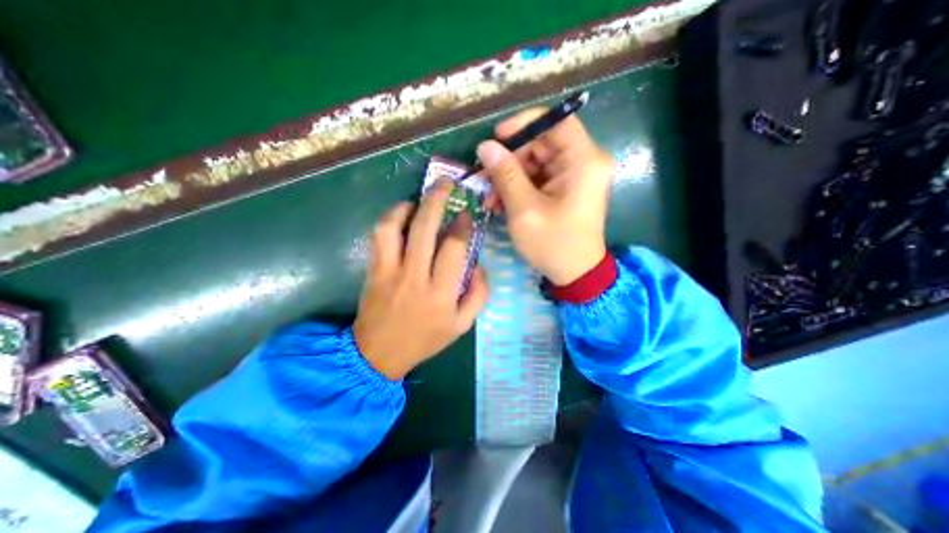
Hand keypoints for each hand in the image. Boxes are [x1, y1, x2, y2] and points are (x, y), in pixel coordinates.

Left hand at [355, 182, 488, 381]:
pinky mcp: (373, 269)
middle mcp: (415, 276)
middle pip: (425, 228)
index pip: (454, 247)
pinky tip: (399, 215)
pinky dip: (389, 219)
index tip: (466, 215)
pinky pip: (378, 236)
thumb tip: (479, 264)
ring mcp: (390, 271)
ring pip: (395, 227)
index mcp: (442, 293)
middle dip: (437, 199)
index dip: (462, 225)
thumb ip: (478, 294)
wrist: (379, 353)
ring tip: (418, 200)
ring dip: (408, 206)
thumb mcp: (462, 325)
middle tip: (445, 183)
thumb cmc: (425, 339)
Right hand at [474, 108, 615, 286]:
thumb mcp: (524, 209)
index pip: (557, 121)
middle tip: (484, 178)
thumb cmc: (553, 244)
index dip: (525, 123)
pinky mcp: (566, 189)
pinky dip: (518, 188)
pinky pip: (538, 178)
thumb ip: (505, 175)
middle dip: (510, 160)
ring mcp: (575, 176)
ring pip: (536, 162)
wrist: (575, 274)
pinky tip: (501, 203)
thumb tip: (485, 147)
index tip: (497, 138)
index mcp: (583, 162)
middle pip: (542, 143)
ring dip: (509, 178)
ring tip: (490, 199)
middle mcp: (584, 162)